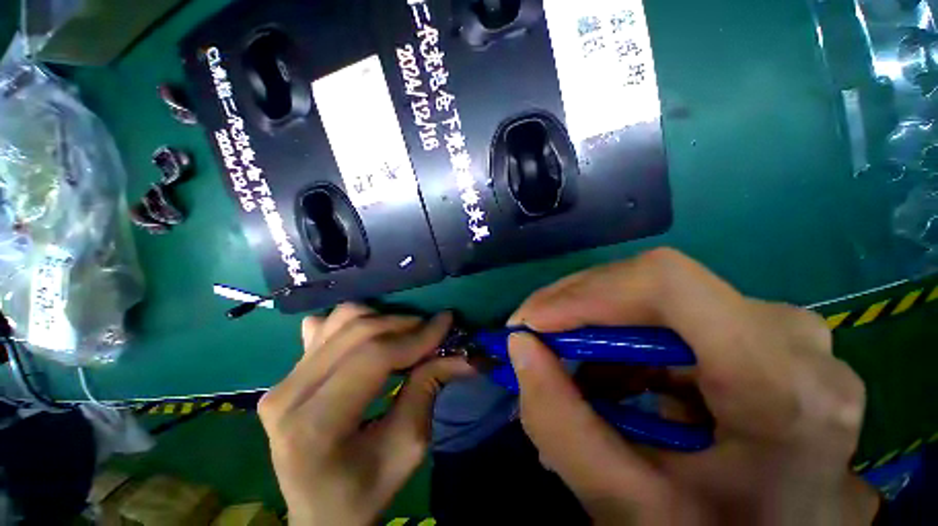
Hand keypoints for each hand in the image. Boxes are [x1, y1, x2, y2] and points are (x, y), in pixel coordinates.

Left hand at [258, 305, 473, 524]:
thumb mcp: (408, 447)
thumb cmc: (365, 490)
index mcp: (316, 425)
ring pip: (342, 318)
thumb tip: (462, 355)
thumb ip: (429, 389)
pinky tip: (373, 336)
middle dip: (405, 324)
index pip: (375, 357)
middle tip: (432, 330)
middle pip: (359, 331)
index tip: (447, 322)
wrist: (320, 513)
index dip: (417, 336)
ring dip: (384, 318)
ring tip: (406, 334)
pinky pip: (326, 325)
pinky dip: (357, 321)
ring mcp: (282, 379)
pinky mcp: (287, 373)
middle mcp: (289, 394)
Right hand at [507, 249, 879, 525]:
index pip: (667, 283)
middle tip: (534, 340)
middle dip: (577, 310)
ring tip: (567, 373)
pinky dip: (622, 344)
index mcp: (785, 387)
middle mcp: (791, 339)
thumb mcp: (631, 509)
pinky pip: (669, 318)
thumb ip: (562, 426)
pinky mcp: (758, 337)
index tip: (532, 323)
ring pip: (655, 299)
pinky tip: (608, 383)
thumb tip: (520, 346)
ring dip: (596, 330)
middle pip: (654, 287)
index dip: (585, 293)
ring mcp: (778, 333)